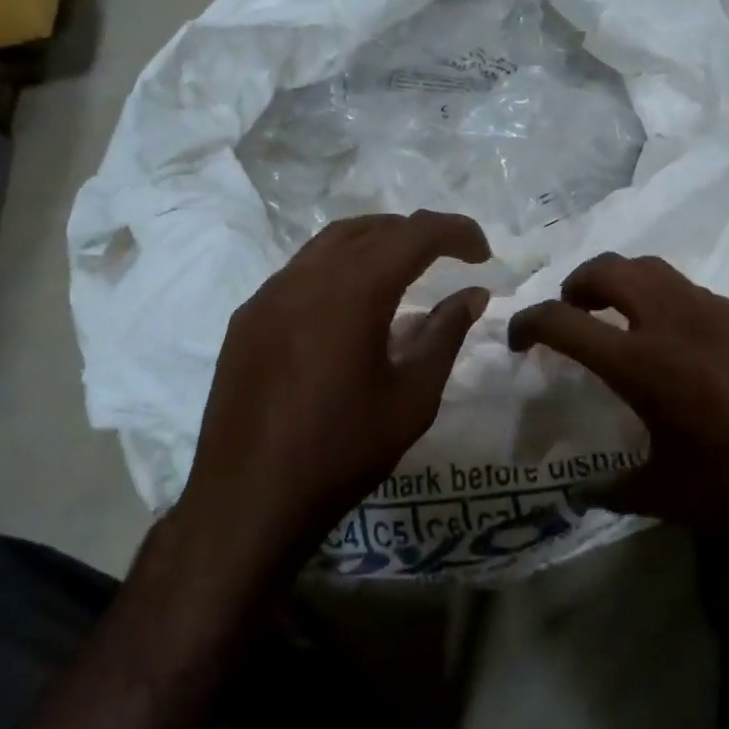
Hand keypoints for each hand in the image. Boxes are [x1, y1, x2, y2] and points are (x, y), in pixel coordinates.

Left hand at [169, 211, 490, 588]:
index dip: (455, 232)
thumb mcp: (412, 398)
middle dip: (415, 234)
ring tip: (403, 272)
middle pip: (370, 229)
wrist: (249, 498)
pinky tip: (349, 309)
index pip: (414, 233)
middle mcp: (306, 277)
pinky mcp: (247, 319)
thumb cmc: (342, 452)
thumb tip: (472, 295)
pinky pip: (299, 273)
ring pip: (328, 244)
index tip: (482, 253)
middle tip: (448, 258)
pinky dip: (337, 271)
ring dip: (373, 245)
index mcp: (353, 292)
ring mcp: (268, 295)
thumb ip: (445, 336)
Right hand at [508, 253, 728, 548]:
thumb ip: (615, 492)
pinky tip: (685, 347)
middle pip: (609, 268)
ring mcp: (721, 312)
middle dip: (576, 283)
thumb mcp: (672, 497)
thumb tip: (580, 494)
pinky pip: (695, 293)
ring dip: (623, 283)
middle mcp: (677, 322)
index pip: (563, 322)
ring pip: (655, 269)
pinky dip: (668, 303)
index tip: (518, 340)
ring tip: (622, 320)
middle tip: (572, 313)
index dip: (528, 323)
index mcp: (644, 363)